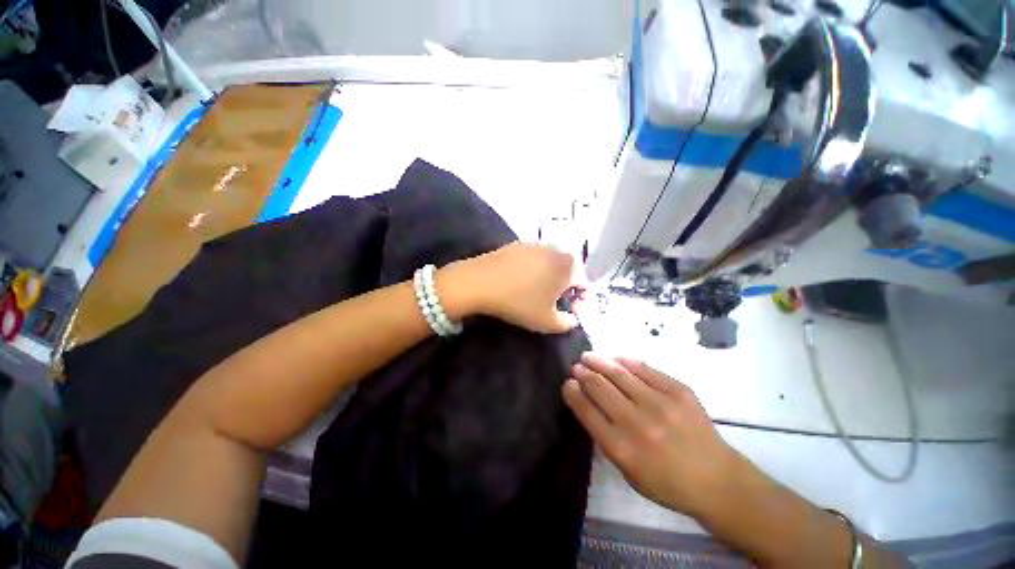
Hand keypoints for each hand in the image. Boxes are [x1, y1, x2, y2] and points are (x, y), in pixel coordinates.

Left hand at [438, 242, 586, 333]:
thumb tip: (571, 319)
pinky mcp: (518, 244)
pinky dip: (534, 271)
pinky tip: (521, 283)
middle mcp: (557, 249)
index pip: (586, 285)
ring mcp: (536, 244)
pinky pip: (535, 259)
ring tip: (537, 294)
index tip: (568, 315)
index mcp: (569, 266)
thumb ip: (567, 323)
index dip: (581, 303)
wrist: (479, 282)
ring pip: (551, 264)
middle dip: (566, 291)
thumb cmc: (519, 302)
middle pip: (570, 272)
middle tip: (554, 305)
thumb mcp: (547, 322)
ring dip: (550, 280)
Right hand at [562, 353, 747, 516]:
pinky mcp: (679, 391)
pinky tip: (617, 358)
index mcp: (622, 448)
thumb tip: (588, 403)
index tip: (567, 383)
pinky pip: (646, 369)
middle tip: (577, 366)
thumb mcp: (628, 471)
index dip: (573, 393)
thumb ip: (606, 437)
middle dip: (584, 374)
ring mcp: (660, 404)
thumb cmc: (667, 482)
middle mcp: (638, 423)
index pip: (587, 411)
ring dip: (600, 362)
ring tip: (589, 356)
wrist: (717, 480)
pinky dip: (627, 362)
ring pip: (620, 373)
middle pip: (600, 388)